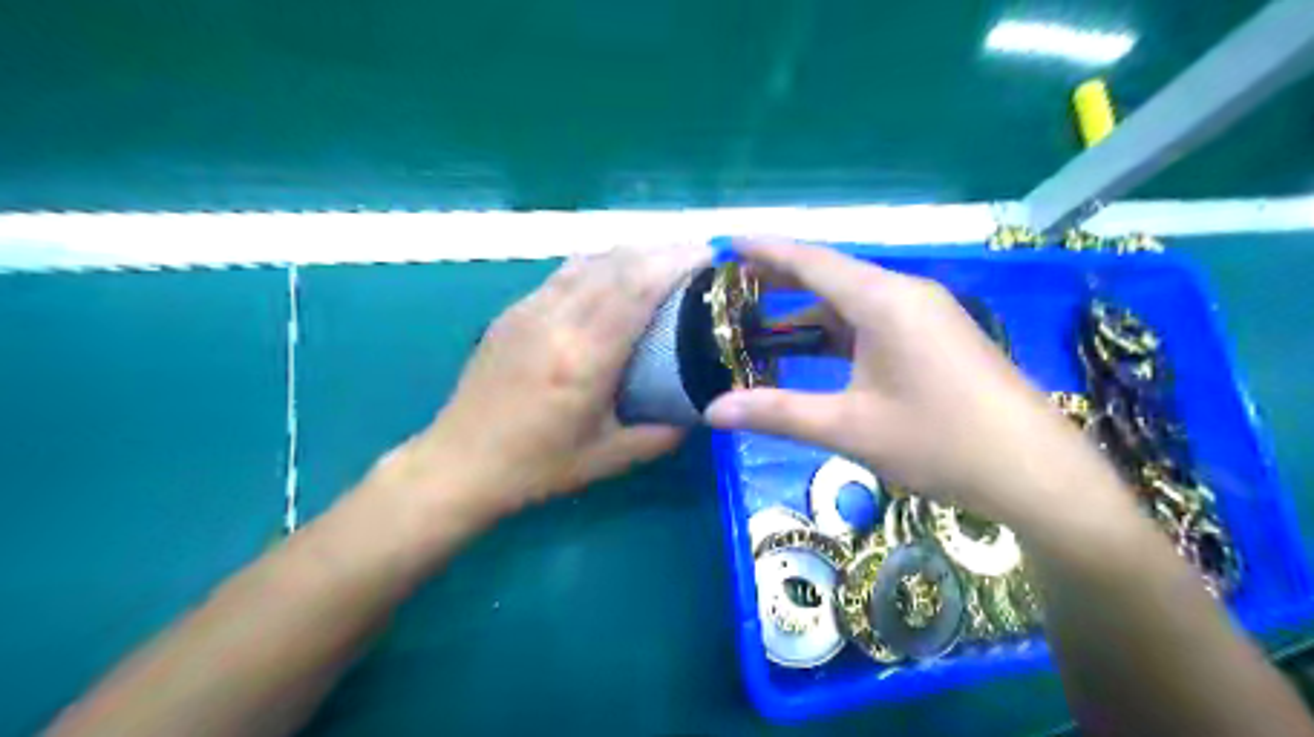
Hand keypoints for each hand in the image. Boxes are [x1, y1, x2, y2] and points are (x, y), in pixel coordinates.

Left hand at [384, 242, 707, 518]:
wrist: (458, 463)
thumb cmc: (536, 467)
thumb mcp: (608, 458)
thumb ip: (661, 434)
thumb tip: (700, 410)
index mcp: (583, 358)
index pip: (636, 288)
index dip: (676, 263)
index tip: (711, 257)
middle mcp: (556, 321)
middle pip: (617, 263)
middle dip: (663, 250)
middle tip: (698, 256)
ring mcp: (529, 310)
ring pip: (590, 259)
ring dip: (633, 251)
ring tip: (665, 259)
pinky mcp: (513, 311)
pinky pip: (566, 272)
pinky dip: (601, 263)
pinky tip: (617, 274)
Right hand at [703, 239, 1124, 529]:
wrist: (1036, 472)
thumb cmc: (940, 442)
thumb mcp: (849, 428)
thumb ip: (777, 413)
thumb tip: (711, 411)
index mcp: (884, 301)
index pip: (811, 261)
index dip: (765, 250)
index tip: (727, 242)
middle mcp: (905, 294)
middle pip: (831, 274)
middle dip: (781, 276)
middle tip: (735, 282)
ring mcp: (926, 314)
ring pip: (853, 299)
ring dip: (809, 309)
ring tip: (763, 321)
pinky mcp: (937, 336)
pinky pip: (874, 319)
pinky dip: (838, 329)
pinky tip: (817, 349)